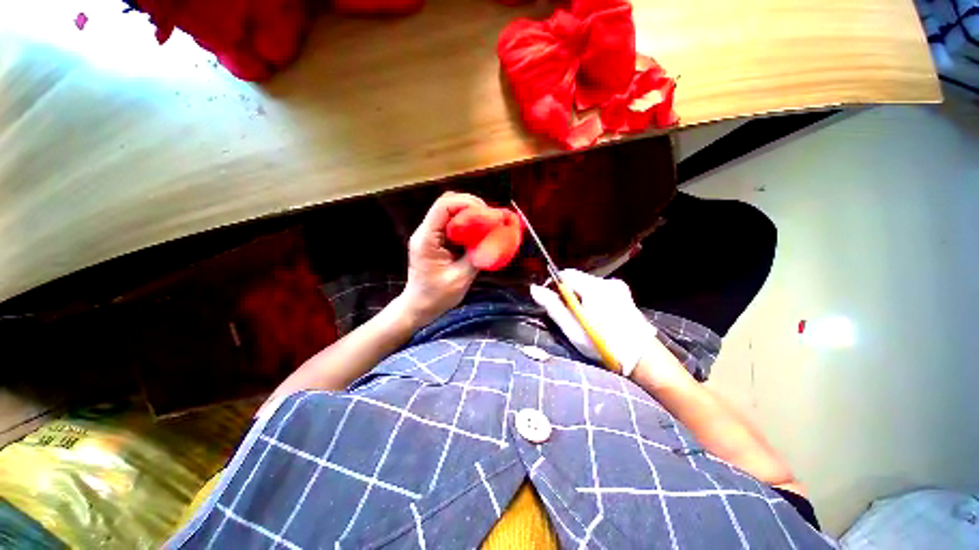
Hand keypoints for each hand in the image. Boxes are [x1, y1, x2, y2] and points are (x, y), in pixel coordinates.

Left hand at [398, 192, 485, 326]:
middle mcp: (425, 232)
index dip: (467, 203)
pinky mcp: (435, 241)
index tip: (487, 213)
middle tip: (490, 218)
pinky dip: (467, 224)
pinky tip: (478, 232)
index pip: (444, 206)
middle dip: (471, 206)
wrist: (419, 307)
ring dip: (470, 214)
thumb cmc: (437, 296)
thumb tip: (494, 238)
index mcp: (427, 239)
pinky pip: (451, 224)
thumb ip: (477, 256)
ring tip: (487, 223)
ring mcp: (429, 235)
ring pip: (450, 211)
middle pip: (447, 203)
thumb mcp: (461, 278)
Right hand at [530, 269, 659, 376]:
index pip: (566, 274)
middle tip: (565, 313)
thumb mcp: (573, 330)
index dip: (554, 285)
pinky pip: (599, 289)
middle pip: (577, 278)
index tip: (551, 300)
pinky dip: (591, 297)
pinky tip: (595, 315)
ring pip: (587, 284)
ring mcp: (618, 287)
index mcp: (594, 289)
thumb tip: (534, 289)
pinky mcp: (624, 293)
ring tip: (581, 317)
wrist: (643, 359)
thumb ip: (553, 306)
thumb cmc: (605, 346)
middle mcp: (607, 282)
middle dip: (567, 292)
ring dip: (579, 295)